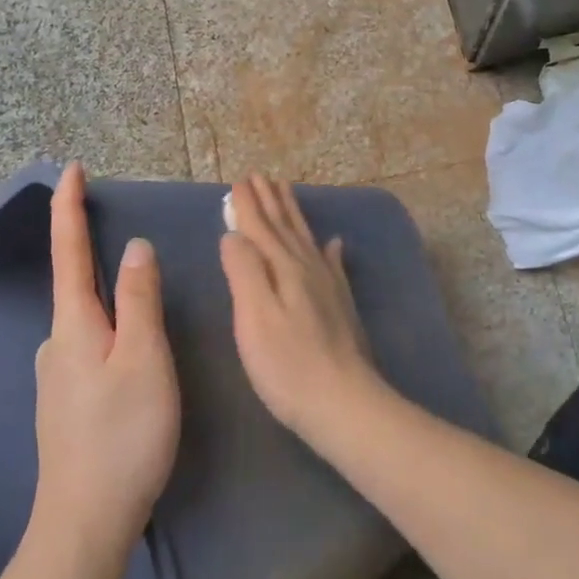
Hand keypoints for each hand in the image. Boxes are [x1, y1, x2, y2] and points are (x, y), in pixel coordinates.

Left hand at [33, 162, 179, 556]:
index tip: (69, 168)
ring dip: (109, 301)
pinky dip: (111, 332)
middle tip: (124, 239)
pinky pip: (91, 347)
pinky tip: (133, 357)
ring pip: (88, 321)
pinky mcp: (67, 402)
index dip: (68, 206)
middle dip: (92, 253)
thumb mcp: (144, 358)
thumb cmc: (123, 434)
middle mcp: (57, 342)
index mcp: (74, 324)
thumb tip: (134, 248)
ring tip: (144, 307)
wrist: (85, 522)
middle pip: (76, 284)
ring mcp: (58, 375)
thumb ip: (139, 299)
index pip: (69, 250)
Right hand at [221, 176, 391, 447]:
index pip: (260, 228)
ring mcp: (328, 285)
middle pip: (284, 227)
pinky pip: (333, 265)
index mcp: (282, 268)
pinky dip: (329, 250)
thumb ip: (243, 271)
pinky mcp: (340, 305)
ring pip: (305, 239)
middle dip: (270, 201)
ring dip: (293, 215)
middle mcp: (306, 268)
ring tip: (286, 192)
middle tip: (260, 176)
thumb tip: (234, 234)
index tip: (239, 181)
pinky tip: (334, 242)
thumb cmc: (287, 365)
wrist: (343, 402)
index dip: (248, 205)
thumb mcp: (254, 317)